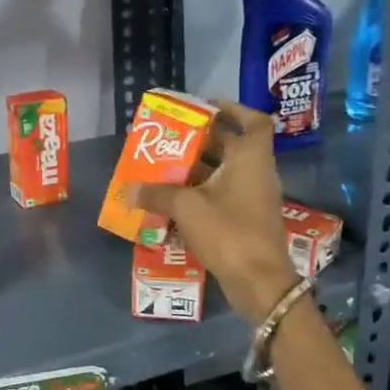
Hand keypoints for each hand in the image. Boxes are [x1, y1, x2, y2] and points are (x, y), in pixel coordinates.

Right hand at [135, 100, 296, 323]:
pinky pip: (223, 197)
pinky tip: (174, 201)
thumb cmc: (228, 232)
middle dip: (203, 141)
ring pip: (225, 174)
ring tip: (166, 168)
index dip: (234, 110)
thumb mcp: (186, 208)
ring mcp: (254, 199)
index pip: (254, 122)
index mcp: (251, 159)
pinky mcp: (247, 221)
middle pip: (233, 147)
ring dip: (199, 169)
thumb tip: (130, 189)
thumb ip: (157, 194)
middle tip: (172, 139)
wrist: (259, 282)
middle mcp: (257, 174)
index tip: (208, 107)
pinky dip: (201, 194)